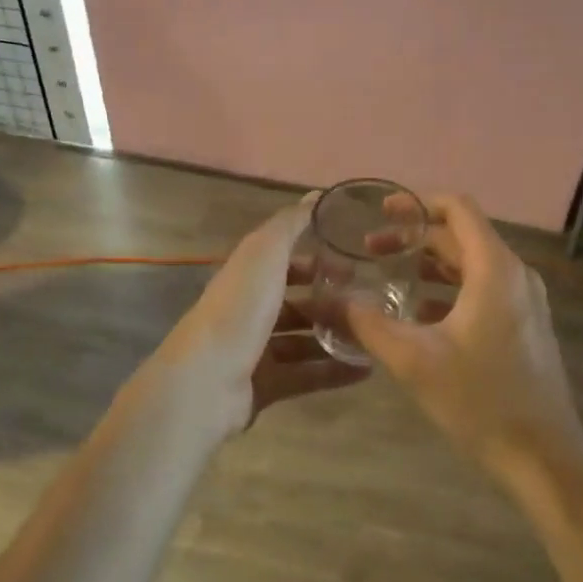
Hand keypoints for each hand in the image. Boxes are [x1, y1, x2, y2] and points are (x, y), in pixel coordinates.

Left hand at [139, 197, 368, 442]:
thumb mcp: (266, 253)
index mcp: (246, 275)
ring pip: (303, 340)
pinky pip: (305, 375)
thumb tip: (316, 194)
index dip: (316, 260)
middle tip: (370, 304)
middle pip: (296, 302)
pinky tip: (366, 369)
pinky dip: (333, 371)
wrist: (207, 381)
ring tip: (375, 337)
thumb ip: (291, 224)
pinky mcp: (264, 386)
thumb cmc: (239, 308)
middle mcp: (248, 310)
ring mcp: (254, 350)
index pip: (284, 261)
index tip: (353, 264)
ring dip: (336, 336)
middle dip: (331, 301)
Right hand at [348, 194, 582, 495]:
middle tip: (372, 248)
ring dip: (430, 263)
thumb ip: (369, 324)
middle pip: (462, 235)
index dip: (417, 202)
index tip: (381, 211)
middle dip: (415, 236)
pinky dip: (448, 288)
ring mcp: (525, 302)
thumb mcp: (415, 362)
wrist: (546, 461)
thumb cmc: (482, 402)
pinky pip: (483, 289)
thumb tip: (332, 300)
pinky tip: (418, 314)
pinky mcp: (525, 326)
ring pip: (472, 264)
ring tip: (389, 275)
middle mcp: (515, 275)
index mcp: (495, 270)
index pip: (458, 209)